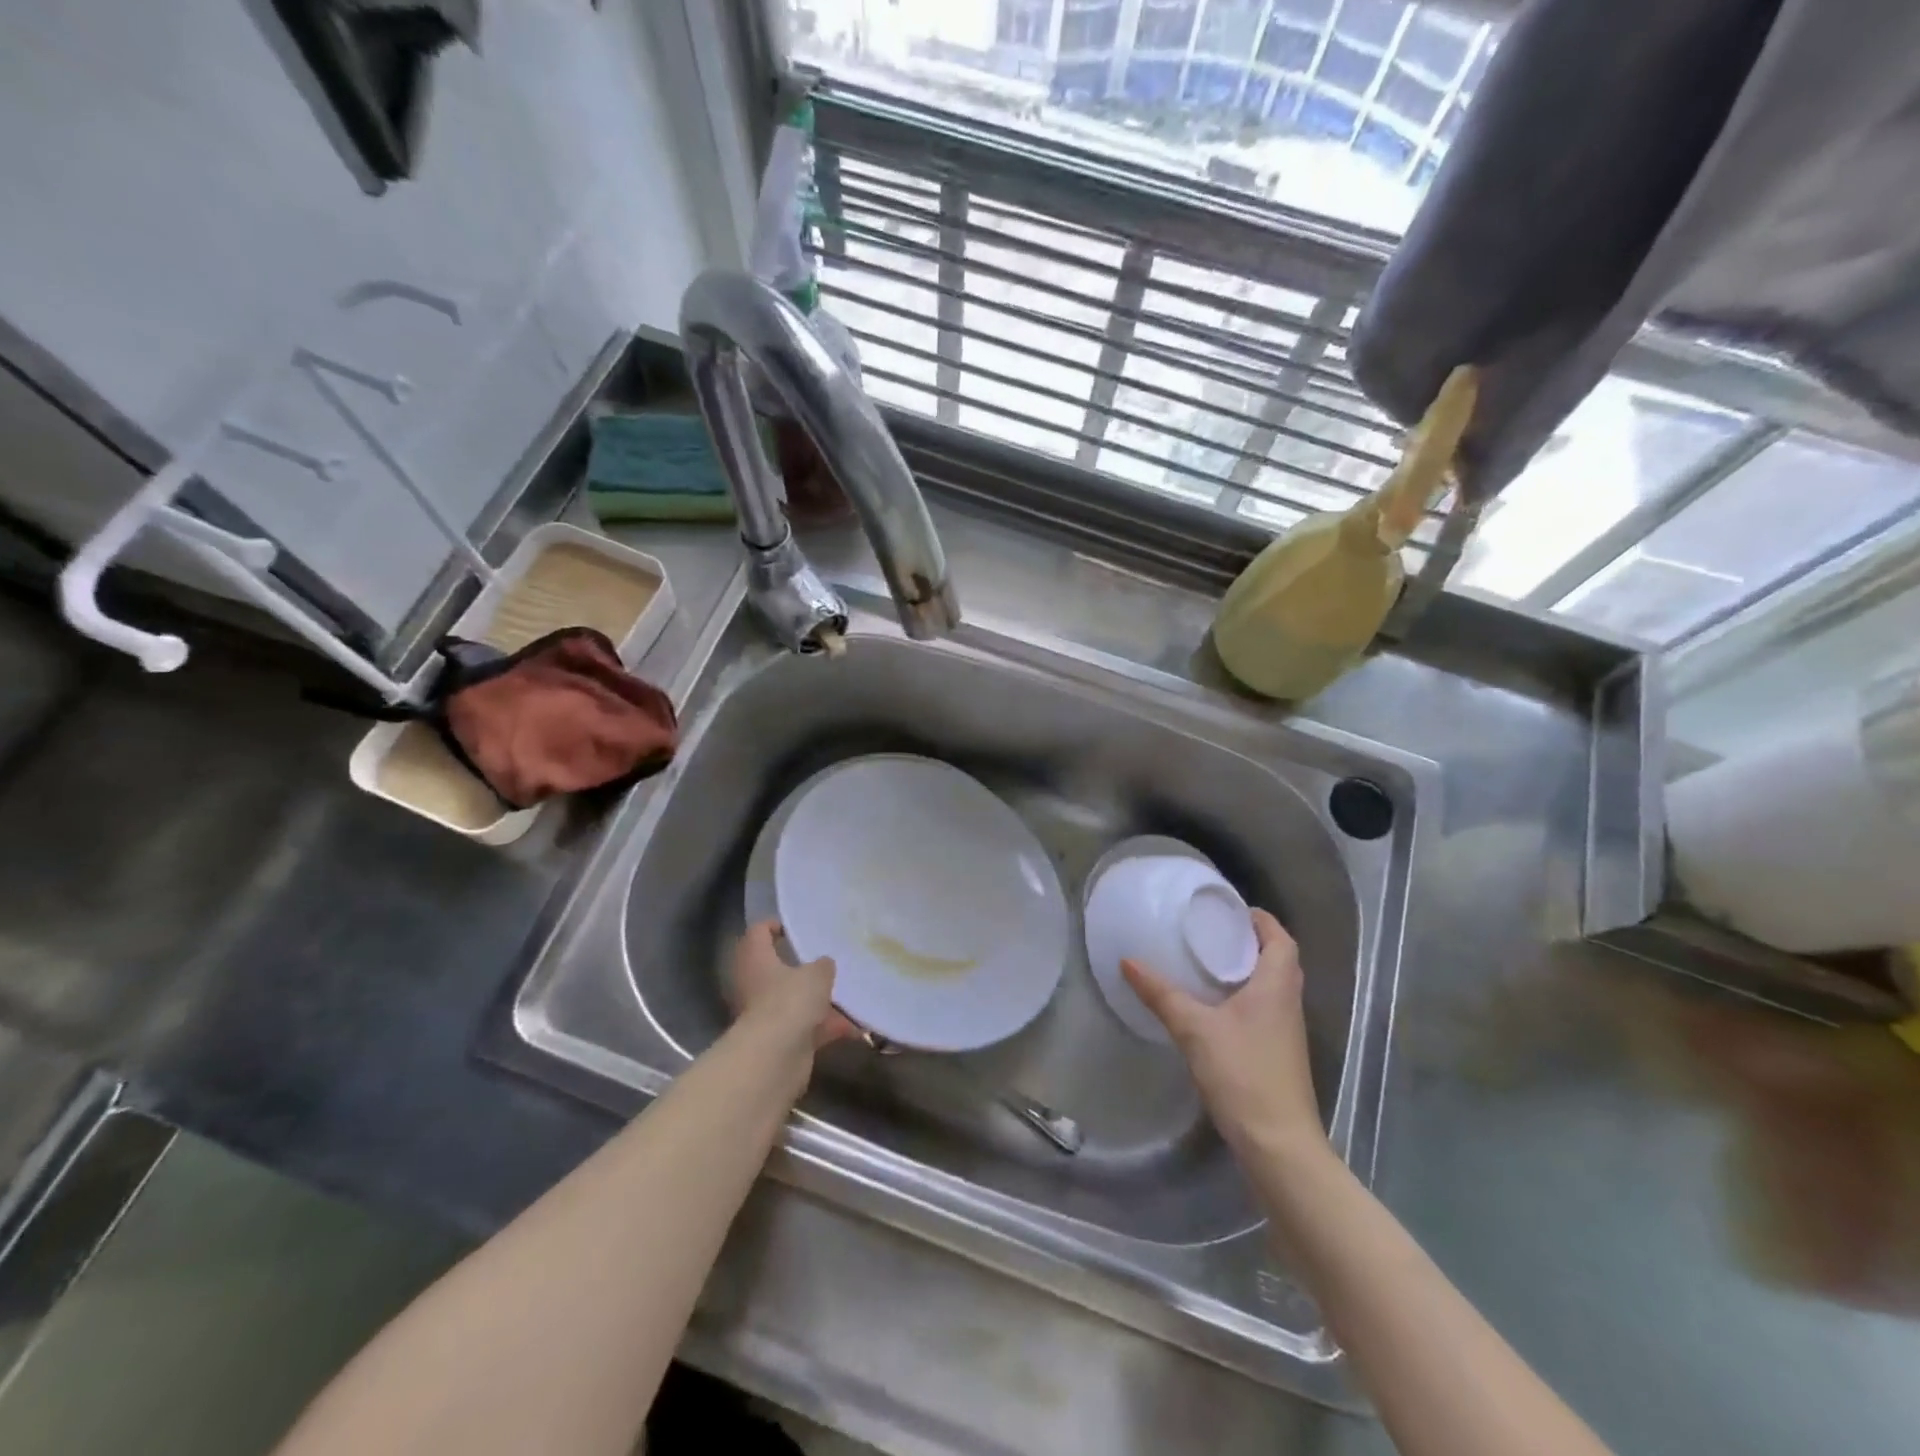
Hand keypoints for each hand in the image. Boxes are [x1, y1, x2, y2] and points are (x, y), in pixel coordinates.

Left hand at [728, 919, 857, 1049]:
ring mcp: (767, 1015)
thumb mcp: (816, 974)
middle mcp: (756, 985)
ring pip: (796, 1000)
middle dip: (805, 968)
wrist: (774, 1058)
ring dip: (821, 1000)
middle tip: (830, 961)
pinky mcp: (781, 1040)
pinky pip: (808, 1027)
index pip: (758, 933)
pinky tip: (855, 1026)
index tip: (797, 927)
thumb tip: (824, 965)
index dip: (775, 926)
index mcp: (756, 960)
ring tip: (850, 994)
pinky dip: (828, 1027)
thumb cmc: (789, 1001)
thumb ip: (823, 965)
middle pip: (778, 969)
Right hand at [1122, 909, 1326, 1164]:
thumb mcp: (1194, 1029)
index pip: (1281, 939)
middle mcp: (1288, 1003)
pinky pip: (1265, 1011)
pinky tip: (1214, 1008)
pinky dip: (1245, 998)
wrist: (1278, 1145)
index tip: (1230, 910)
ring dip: (1248, 971)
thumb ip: (1161, 994)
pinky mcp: (1279, 1055)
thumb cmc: (1243, 1074)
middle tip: (1212, 933)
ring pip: (1272, 987)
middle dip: (1250, 942)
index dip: (1261, 920)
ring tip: (1208, 963)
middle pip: (1279, 960)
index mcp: (1276, 986)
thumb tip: (1128, 961)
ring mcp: (1287, 1033)